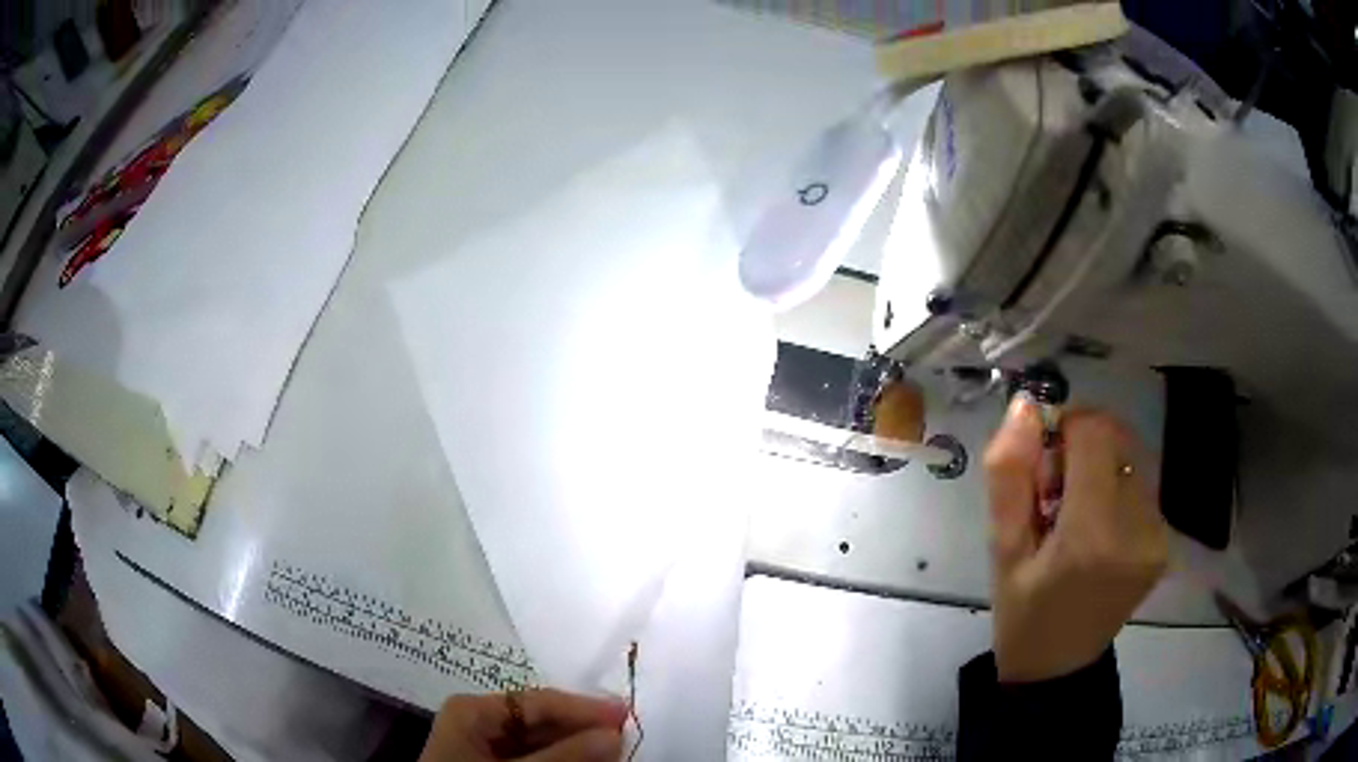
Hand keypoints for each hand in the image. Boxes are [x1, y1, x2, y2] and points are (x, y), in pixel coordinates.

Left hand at [419, 689, 627, 761]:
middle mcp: (480, 722)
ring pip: (542, 743)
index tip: (628, 716)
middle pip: (542, 721)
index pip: (540, 701)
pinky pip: (534, 759)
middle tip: (627, 740)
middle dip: (583, 733)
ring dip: (577, 751)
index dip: (585, 708)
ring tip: (614, 756)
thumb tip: (615, 734)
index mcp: (473, 710)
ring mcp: (485, 747)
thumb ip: (564, 756)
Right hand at [984, 399, 1168, 682]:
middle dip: (1082, 447)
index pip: (1095, 432)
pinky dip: (1115, 487)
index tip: (1042, 460)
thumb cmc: (1022, 613)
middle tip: (1054, 492)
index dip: (1065, 427)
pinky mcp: (1164, 540)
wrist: (1059, 668)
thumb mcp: (1001, 549)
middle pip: (1116, 438)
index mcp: (1093, 534)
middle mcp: (1138, 526)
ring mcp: (1158, 534)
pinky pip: (1140, 484)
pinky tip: (1096, 526)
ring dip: (1100, 466)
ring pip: (1130, 456)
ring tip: (1075, 513)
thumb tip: (1025, 406)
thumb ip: (1009, 475)